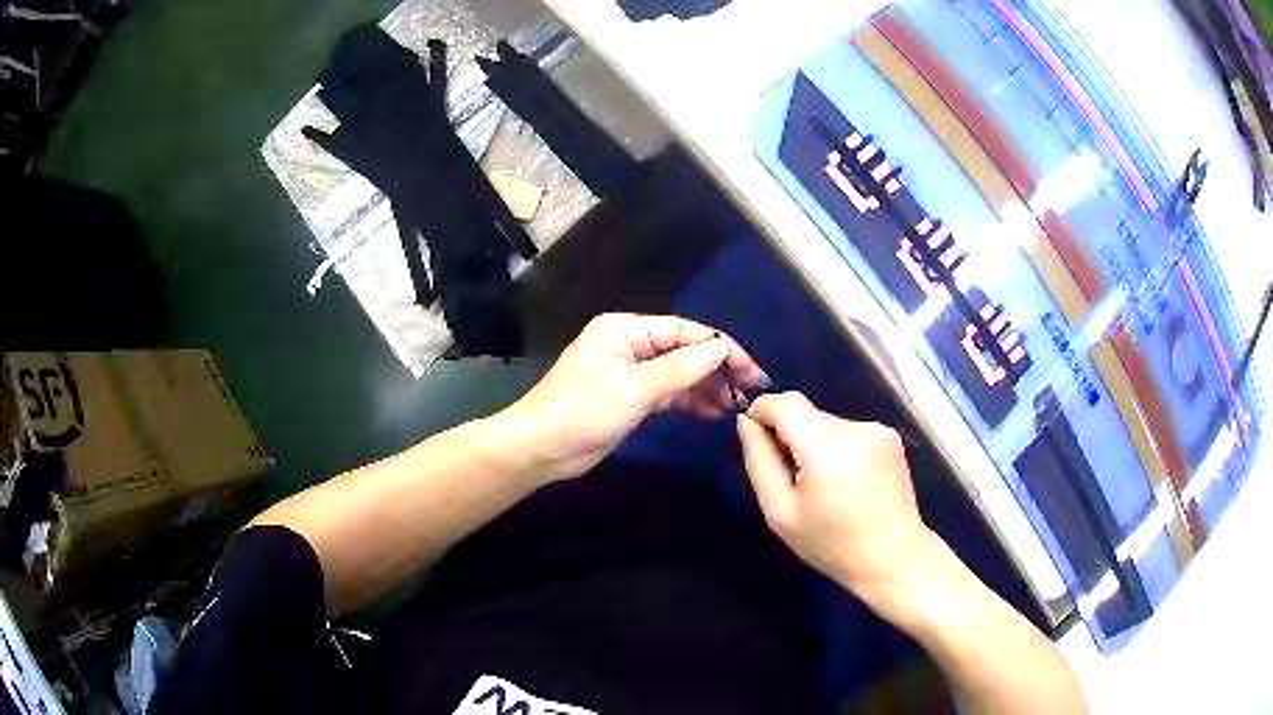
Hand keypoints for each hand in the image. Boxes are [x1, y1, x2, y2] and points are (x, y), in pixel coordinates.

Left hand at [502, 314, 767, 480]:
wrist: (542, 449)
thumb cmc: (583, 411)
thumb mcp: (635, 388)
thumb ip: (681, 368)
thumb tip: (721, 348)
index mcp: (625, 330)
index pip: (684, 331)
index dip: (720, 348)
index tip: (751, 369)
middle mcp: (630, 344)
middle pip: (683, 350)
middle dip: (716, 368)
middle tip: (750, 389)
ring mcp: (630, 371)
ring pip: (678, 373)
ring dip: (706, 386)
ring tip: (736, 404)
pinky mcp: (630, 397)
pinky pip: (668, 392)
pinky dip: (689, 400)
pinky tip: (712, 412)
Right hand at [737, 392, 930, 593]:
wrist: (894, 557)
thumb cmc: (831, 544)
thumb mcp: (781, 513)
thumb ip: (760, 462)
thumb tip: (747, 421)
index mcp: (826, 449)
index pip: (785, 403)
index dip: (762, 411)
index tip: (754, 436)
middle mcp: (855, 428)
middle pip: (806, 413)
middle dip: (789, 434)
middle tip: (790, 477)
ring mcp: (877, 429)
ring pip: (826, 421)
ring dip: (814, 442)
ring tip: (822, 484)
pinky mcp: (890, 435)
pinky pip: (848, 430)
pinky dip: (837, 447)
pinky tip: (846, 480)